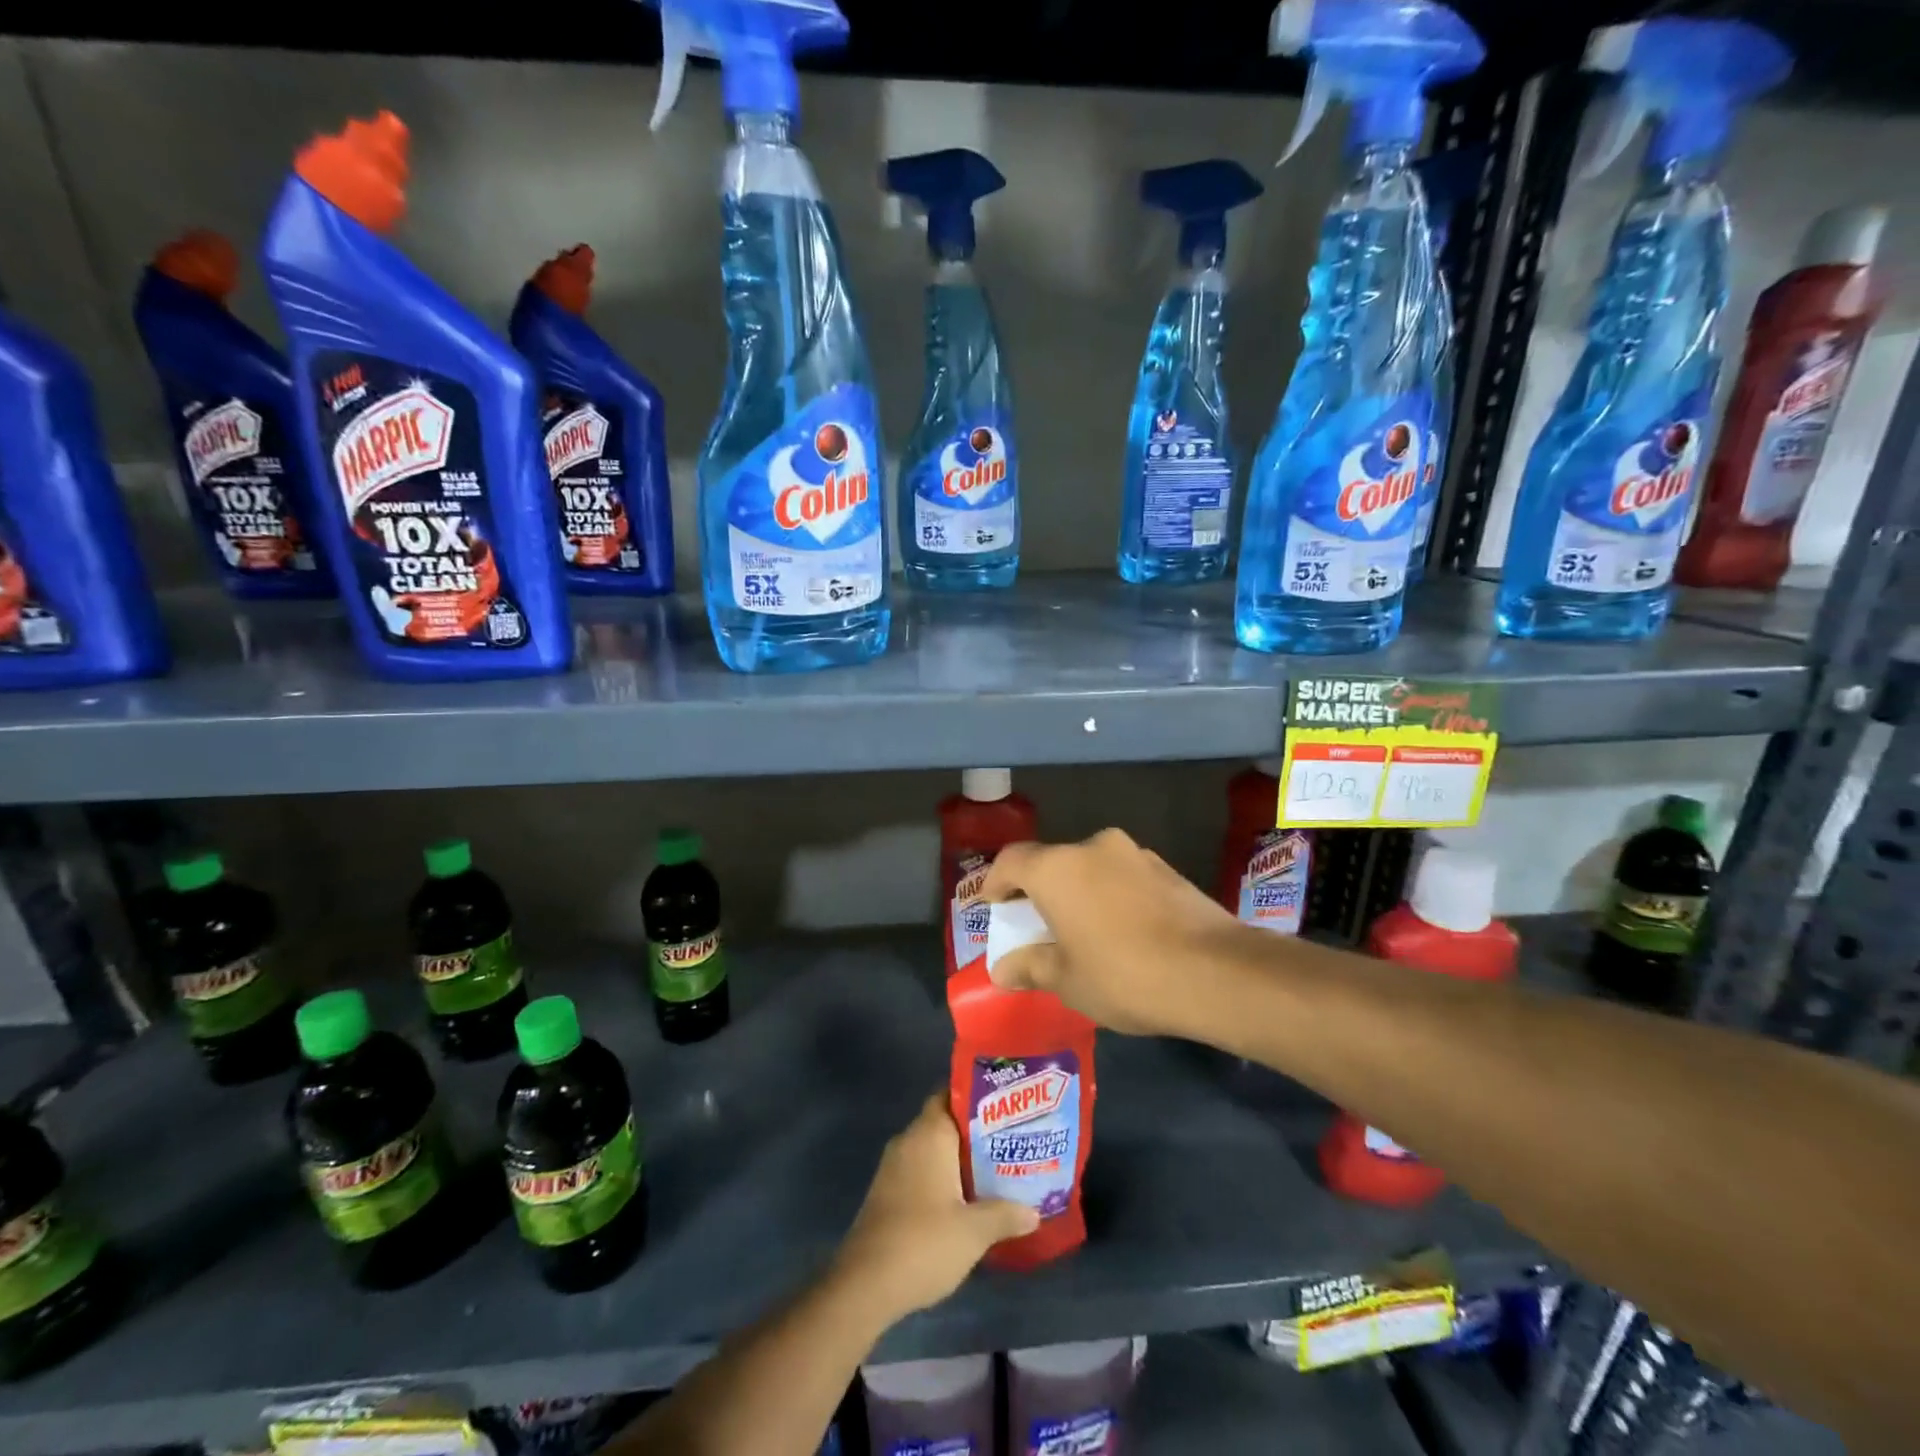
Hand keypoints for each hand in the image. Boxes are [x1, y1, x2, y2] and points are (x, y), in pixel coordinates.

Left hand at [831, 1093, 1038, 1322]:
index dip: (978, 1097)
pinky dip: (942, 1178)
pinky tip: (966, 1200)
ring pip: (933, 1150)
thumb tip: (1034, 1212)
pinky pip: (921, 1171)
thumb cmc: (924, 1242)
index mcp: (929, 1134)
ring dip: (959, 1159)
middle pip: (945, 1122)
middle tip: (1010, 1140)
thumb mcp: (974, 1231)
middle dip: (975, 1132)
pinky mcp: (887, 1193)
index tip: (1006, 1106)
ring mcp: (893, 1167)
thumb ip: (1006, 1215)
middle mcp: (908, 1141)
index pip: (951, 1094)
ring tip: (996, 1170)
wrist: (865, 1285)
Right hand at [981, 828, 1245, 1036]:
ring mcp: (1134, 854)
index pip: (1011, 861)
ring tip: (1083, 931)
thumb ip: (1030, 967)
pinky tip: (1123, 931)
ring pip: (1090, 867)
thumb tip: (1003, 969)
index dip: (994, 882)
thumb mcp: (1067, 981)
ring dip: (1079, 892)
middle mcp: (1092, 847)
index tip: (992, 906)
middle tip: (1038, 925)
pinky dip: (1111, 896)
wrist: (1216, 972)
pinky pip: (1123, 877)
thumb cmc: (1124, 974)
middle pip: (1052, 862)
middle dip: (1039, 891)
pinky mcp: (1167, 869)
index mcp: (1057, 868)